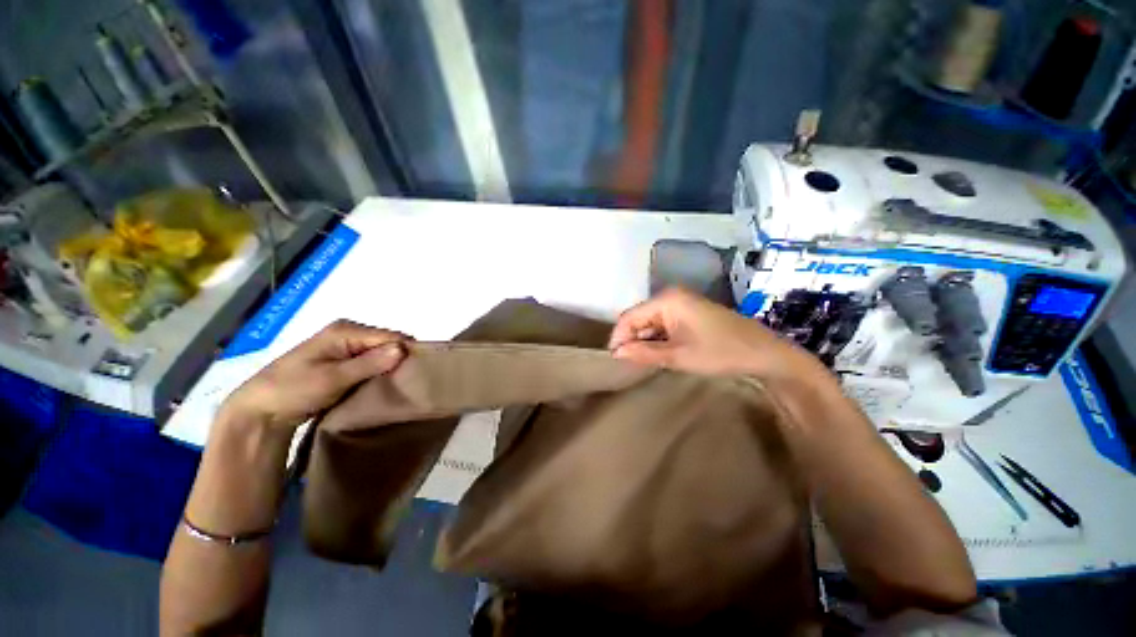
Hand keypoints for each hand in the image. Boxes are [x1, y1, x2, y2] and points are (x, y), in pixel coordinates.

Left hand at [221, 319, 411, 430]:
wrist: (259, 411)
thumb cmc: (293, 390)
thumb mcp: (332, 378)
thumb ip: (369, 363)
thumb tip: (403, 349)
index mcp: (346, 330)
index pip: (391, 336)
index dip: (407, 351)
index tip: (420, 372)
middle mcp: (349, 333)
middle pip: (388, 343)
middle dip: (400, 359)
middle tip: (410, 381)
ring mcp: (345, 347)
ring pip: (381, 354)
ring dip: (390, 368)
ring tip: (400, 385)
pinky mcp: (343, 362)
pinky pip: (372, 363)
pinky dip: (380, 373)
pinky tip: (384, 385)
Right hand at [608, 288, 827, 381]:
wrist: (765, 354)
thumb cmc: (721, 352)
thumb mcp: (678, 356)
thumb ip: (644, 353)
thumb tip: (616, 353)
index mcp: (666, 300)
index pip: (629, 317)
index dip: (619, 338)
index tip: (615, 360)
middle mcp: (670, 297)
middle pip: (639, 318)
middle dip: (631, 340)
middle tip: (628, 365)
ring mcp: (681, 304)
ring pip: (650, 323)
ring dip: (644, 342)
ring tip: (640, 363)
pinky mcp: (688, 314)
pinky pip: (663, 325)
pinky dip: (657, 340)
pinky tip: (657, 355)